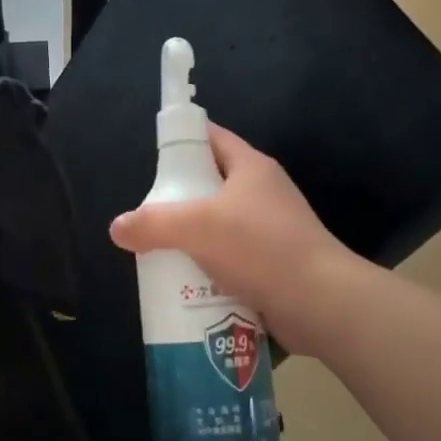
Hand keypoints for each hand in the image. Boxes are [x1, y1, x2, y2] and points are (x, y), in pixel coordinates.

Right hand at [108, 124, 358, 355]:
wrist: (323, 303)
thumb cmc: (260, 248)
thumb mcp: (197, 228)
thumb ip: (153, 224)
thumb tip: (118, 227)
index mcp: (251, 167)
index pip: (211, 137)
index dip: (182, 141)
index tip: (152, 157)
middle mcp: (264, 192)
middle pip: (211, 185)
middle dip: (179, 200)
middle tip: (148, 217)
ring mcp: (273, 230)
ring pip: (221, 226)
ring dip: (193, 240)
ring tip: (161, 255)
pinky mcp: (276, 264)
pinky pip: (234, 259)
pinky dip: (211, 268)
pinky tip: (189, 285)